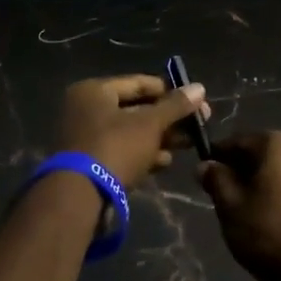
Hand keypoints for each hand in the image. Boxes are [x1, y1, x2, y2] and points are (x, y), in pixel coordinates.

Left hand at [56, 75, 208, 189]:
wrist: (80, 197)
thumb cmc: (115, 148)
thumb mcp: (150, 124)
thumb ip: (175, 106)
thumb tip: (200, 88)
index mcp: (94, 91)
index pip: (139, 83)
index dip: (170, 91)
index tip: (197, 101)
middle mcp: (86, 110)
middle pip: (136, 109)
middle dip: (168, 118)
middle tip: (198, 125)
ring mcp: (86, 138)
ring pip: (131, 132)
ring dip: (160, 138)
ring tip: (188, 144)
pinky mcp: (90, 163)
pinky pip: (122, 151)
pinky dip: (143, 154)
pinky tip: (165, 162)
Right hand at [198, 132, 280, 280]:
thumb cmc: (268, 233)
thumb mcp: (230, 206)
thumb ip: (215, 179)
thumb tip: (205, 164)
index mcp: (279, 143)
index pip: (238, 140)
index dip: (218, 156)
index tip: (204, 174)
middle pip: (262, 153)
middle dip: (241, 169)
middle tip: (223, 195)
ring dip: (262, 181)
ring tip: (247, 209)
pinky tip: (272, 216)